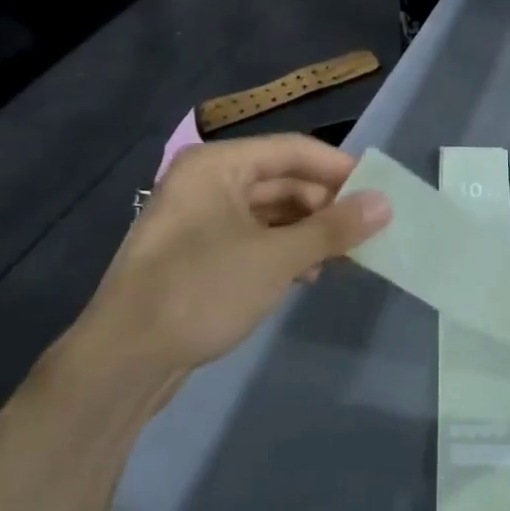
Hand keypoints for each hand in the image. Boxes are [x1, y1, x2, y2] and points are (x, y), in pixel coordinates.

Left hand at [67, 134, 390, 409]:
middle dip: (326, 206)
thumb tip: (385, 204)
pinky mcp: (198, 252)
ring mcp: (199, 218)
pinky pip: (253, 238)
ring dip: (309, 232)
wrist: (123, 359)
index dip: (341, 169)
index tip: (381, 192)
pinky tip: (307, 276)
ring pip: (270, 212)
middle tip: (368, 232)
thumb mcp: (276, 258)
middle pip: (283, 180)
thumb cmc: (201, 292)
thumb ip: (334, 228)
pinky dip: (284, 251)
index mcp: (218, 165)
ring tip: (344, 258)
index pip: (294, 150)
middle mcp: (207, 181)